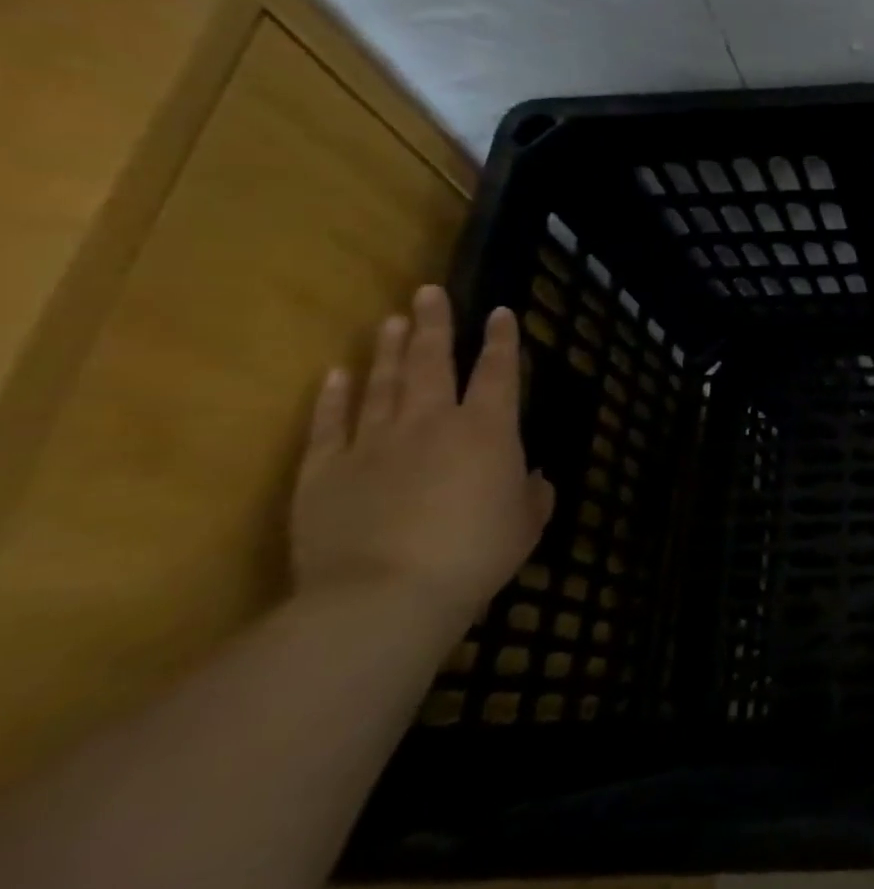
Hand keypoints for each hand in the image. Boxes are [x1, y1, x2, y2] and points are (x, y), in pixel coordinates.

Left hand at [291, 286, 553, 626]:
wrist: (383, 595)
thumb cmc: (474, 555)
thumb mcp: (526, 525)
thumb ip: (534, 494)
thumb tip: (533, 477)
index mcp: (487, 430)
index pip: (498, 372)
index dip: (502, 341)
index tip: (501, 313)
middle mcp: (431, 422)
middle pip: (432, 361)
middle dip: (434, 324)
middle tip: (428, 292)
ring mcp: (373, 442)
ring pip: (382, 383)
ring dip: (388, 349)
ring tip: (390, 320)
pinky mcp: (325, 470)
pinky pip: (330, 424)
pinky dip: (333, 396)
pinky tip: (336, 374)